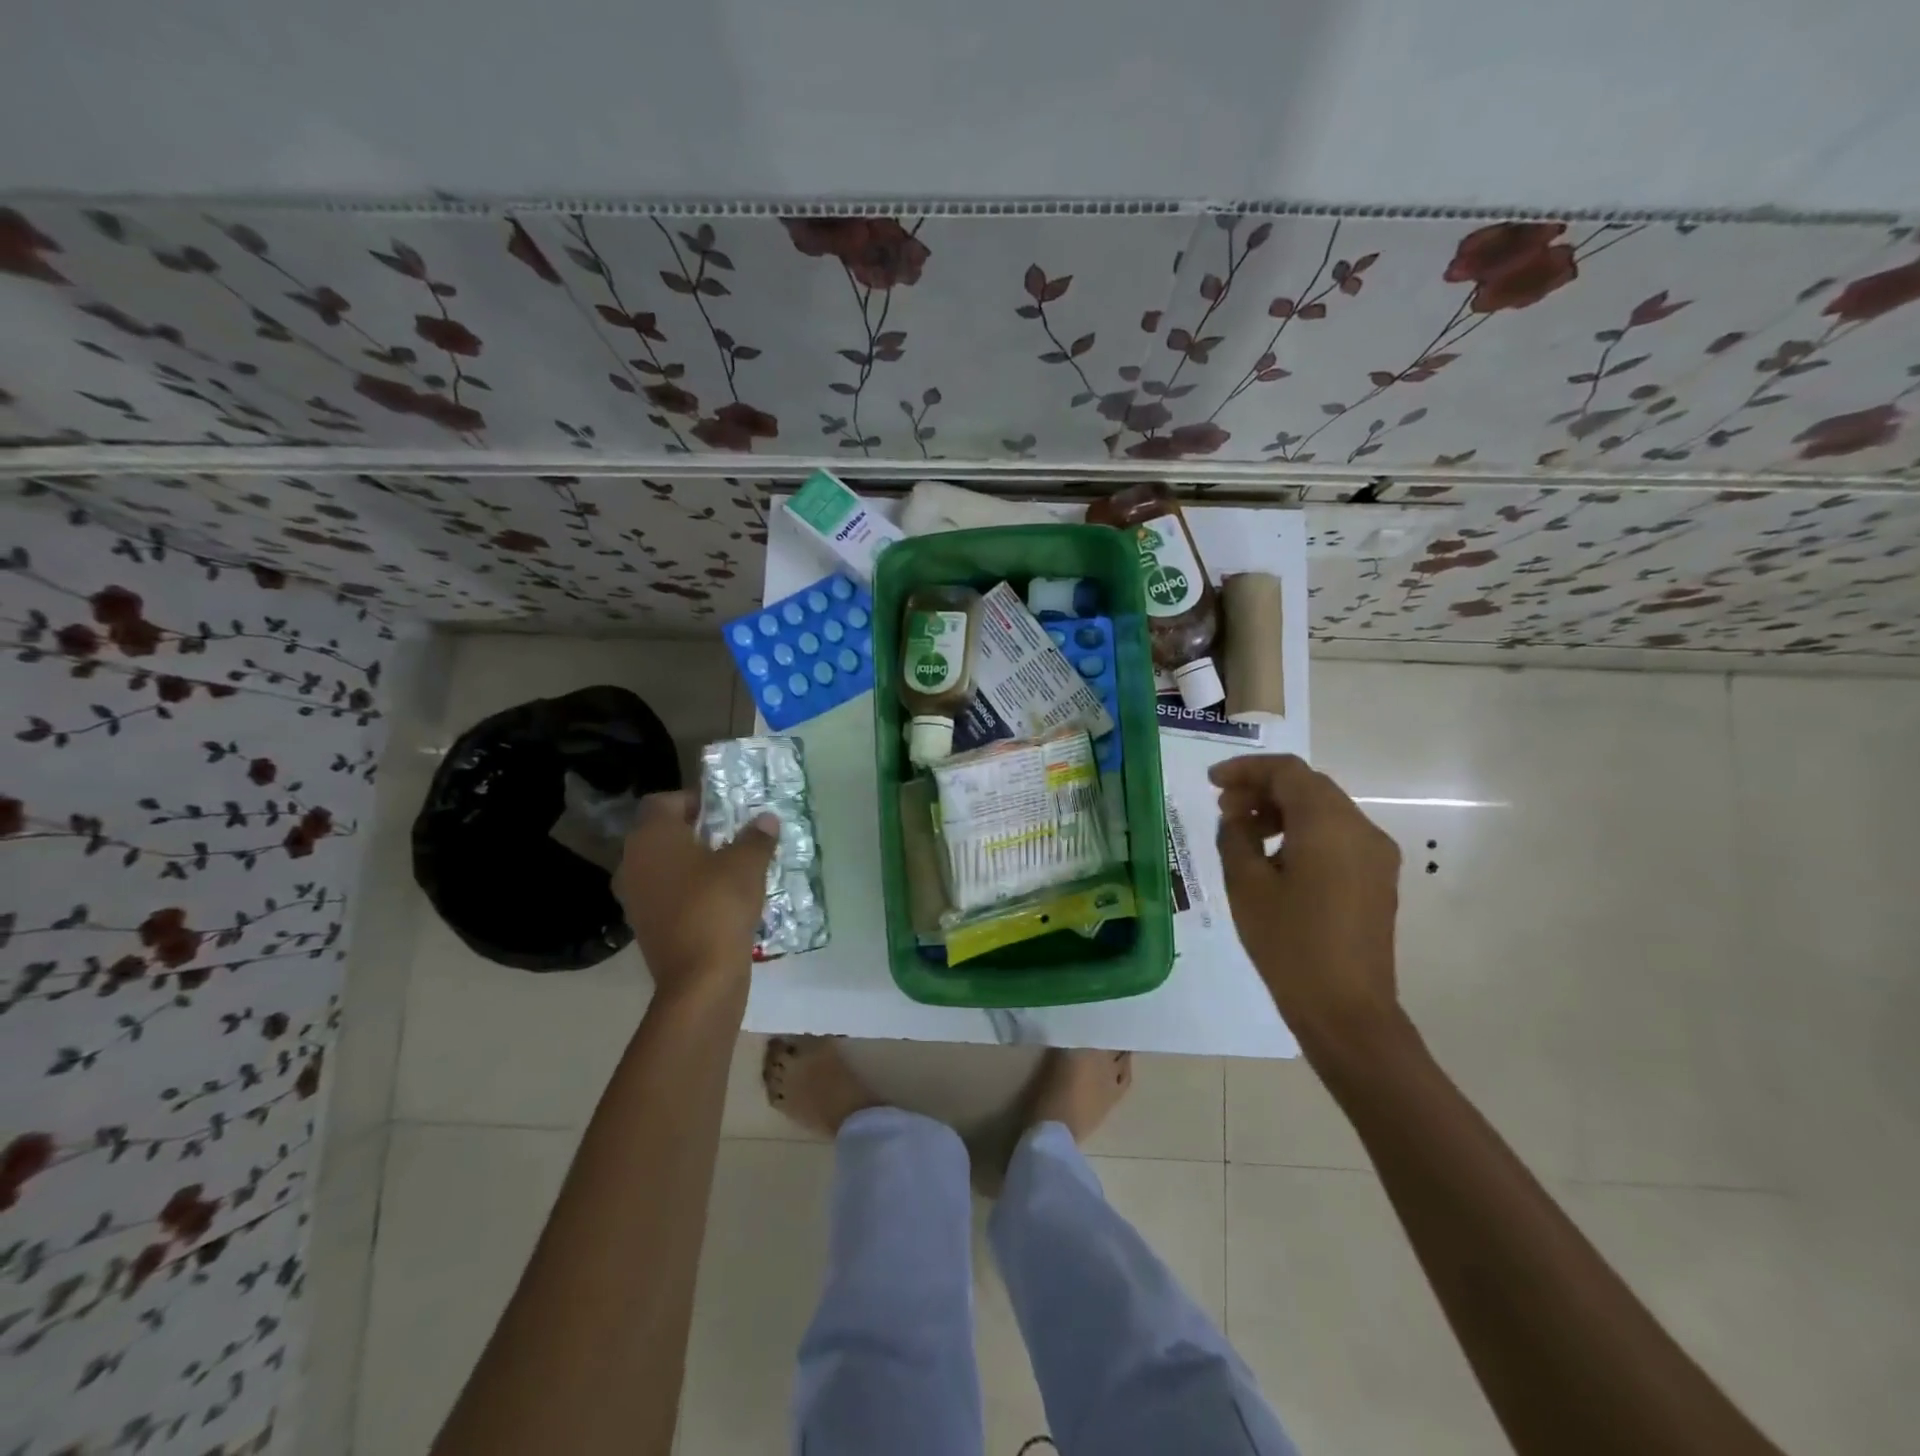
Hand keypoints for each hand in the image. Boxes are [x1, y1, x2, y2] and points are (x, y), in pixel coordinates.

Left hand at [614, 792, 778, 1005]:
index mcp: (651, 837)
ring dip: (690, 862)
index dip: (694, 800)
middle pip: (661, 833)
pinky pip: (664, 893)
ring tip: (727, 867)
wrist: (699, 977)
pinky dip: (686, 890)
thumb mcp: (747, 864)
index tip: (725, 811)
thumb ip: (756, 837)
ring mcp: (633, 896)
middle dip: (695, 832)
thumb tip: (766, 820)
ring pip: (662, 865)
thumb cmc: (719, 905)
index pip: (664, 801)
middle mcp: (632, 861)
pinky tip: (717, 898)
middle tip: (731, 837)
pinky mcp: (643, 924)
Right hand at [1210, 755, 1402, 1050]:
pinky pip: (1337, 836)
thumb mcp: (1246, 885)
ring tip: (1244, 834)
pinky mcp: (1378, 879)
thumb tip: (1237, 818)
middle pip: (1309, 787)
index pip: (1287, 772)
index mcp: (1329, 824)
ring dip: (1282, 810)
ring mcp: (1375, 855)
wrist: (1346, 1010)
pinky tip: (1275, 859)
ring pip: (1324, 810)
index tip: (1212, 782)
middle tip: (1223, 809)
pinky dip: (1303, 832)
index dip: (1246, 769)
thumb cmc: (1289, 944)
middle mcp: (1361, 829)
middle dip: (1262, 789)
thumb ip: (1236, 837)